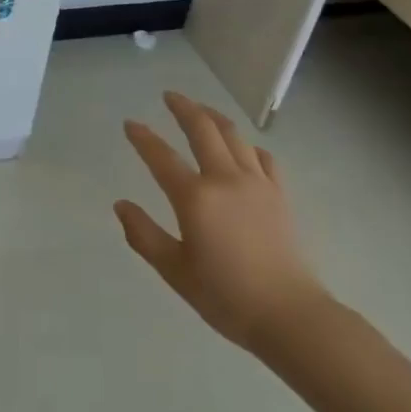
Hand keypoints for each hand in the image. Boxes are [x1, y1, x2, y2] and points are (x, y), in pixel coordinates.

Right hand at [115, 91, 325, 350]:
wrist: (289, 315)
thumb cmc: (226, 296)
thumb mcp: (175, 271)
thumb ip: (144, 235)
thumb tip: (121, 205)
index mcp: (195, 197)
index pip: (161, 157)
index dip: (143, 137)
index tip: (130, 123)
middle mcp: (225, 178)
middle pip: (202, 129)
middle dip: (184, 108)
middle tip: (170, 96)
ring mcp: (257, 182)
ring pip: (233, 135)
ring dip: (214, 116)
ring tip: (202, 109)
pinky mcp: (279, 193)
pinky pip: (262, 157)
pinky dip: (248, 145)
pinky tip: (244, 148)